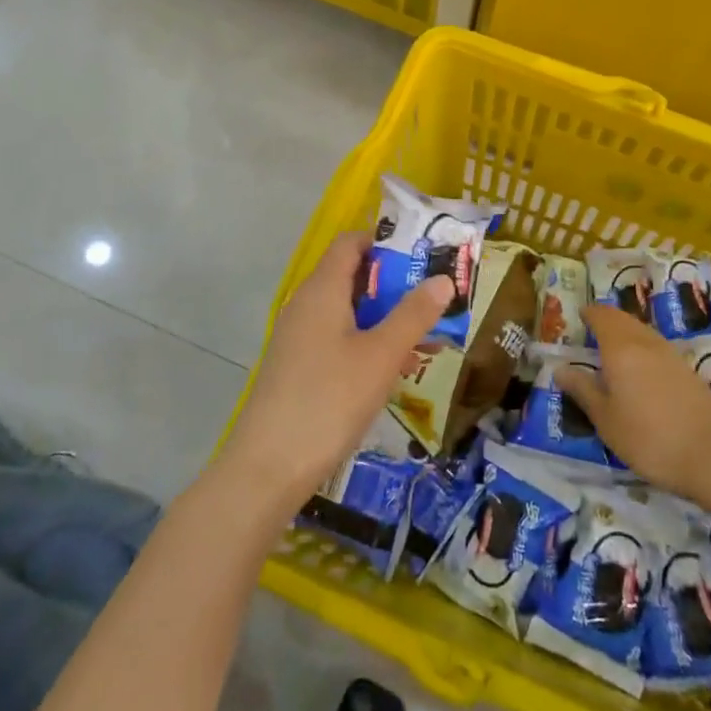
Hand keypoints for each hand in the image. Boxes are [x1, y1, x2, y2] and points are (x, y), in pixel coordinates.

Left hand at [220, 232, 452, 510]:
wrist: (268, 468)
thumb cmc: (329, 400)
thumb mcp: (381, 355)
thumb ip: (413, 315)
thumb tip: (442, 278)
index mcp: (322, 290)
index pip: (351, 242)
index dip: (386, 242)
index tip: (424, 256)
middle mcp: (306, 305)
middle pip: (352, 276)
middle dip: (395, 285)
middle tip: (435, 299)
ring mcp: (298, 337)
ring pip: (348, 312)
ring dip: (385, 318)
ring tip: (427, 337)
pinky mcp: (297, 367)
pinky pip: (338, 339)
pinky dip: (367, 343)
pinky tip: (394, 369)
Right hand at [557, 306, 710, 505]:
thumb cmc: (649, 438)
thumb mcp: (606, 420)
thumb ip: (583, 390)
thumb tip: (560, 368)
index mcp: (620, 348)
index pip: (602, 316)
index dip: (588, 313)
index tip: (577, 316)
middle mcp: (646, 342)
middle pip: (623, 319)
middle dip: (606, 320)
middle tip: (590, 331)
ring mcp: (671, 355)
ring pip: (642, 331)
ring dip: (625, 332)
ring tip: (611, 349)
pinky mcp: (688, 371)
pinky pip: (657, 347)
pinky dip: (642, 348)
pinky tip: (640, 370)